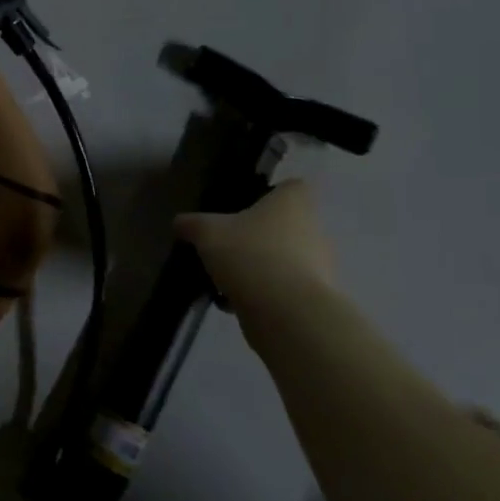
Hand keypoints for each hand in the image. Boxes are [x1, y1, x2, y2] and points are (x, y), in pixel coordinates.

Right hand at [177, 180, 336, 317]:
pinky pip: (282, 288)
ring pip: (282, 259)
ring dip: (257, 267)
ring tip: (223, 279)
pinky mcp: (314, 298)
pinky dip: (260, 294)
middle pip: (283, 225)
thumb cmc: (250, 255)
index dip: (269, 194)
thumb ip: (191, 224)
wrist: (287, 313)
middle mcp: (313, 228)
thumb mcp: (207, 233)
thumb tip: (180, 222)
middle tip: (225, 246)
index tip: (243, 207)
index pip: (290, 187)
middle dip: (255, 236)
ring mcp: (319, 265)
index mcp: (293, 203)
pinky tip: (232, 303)